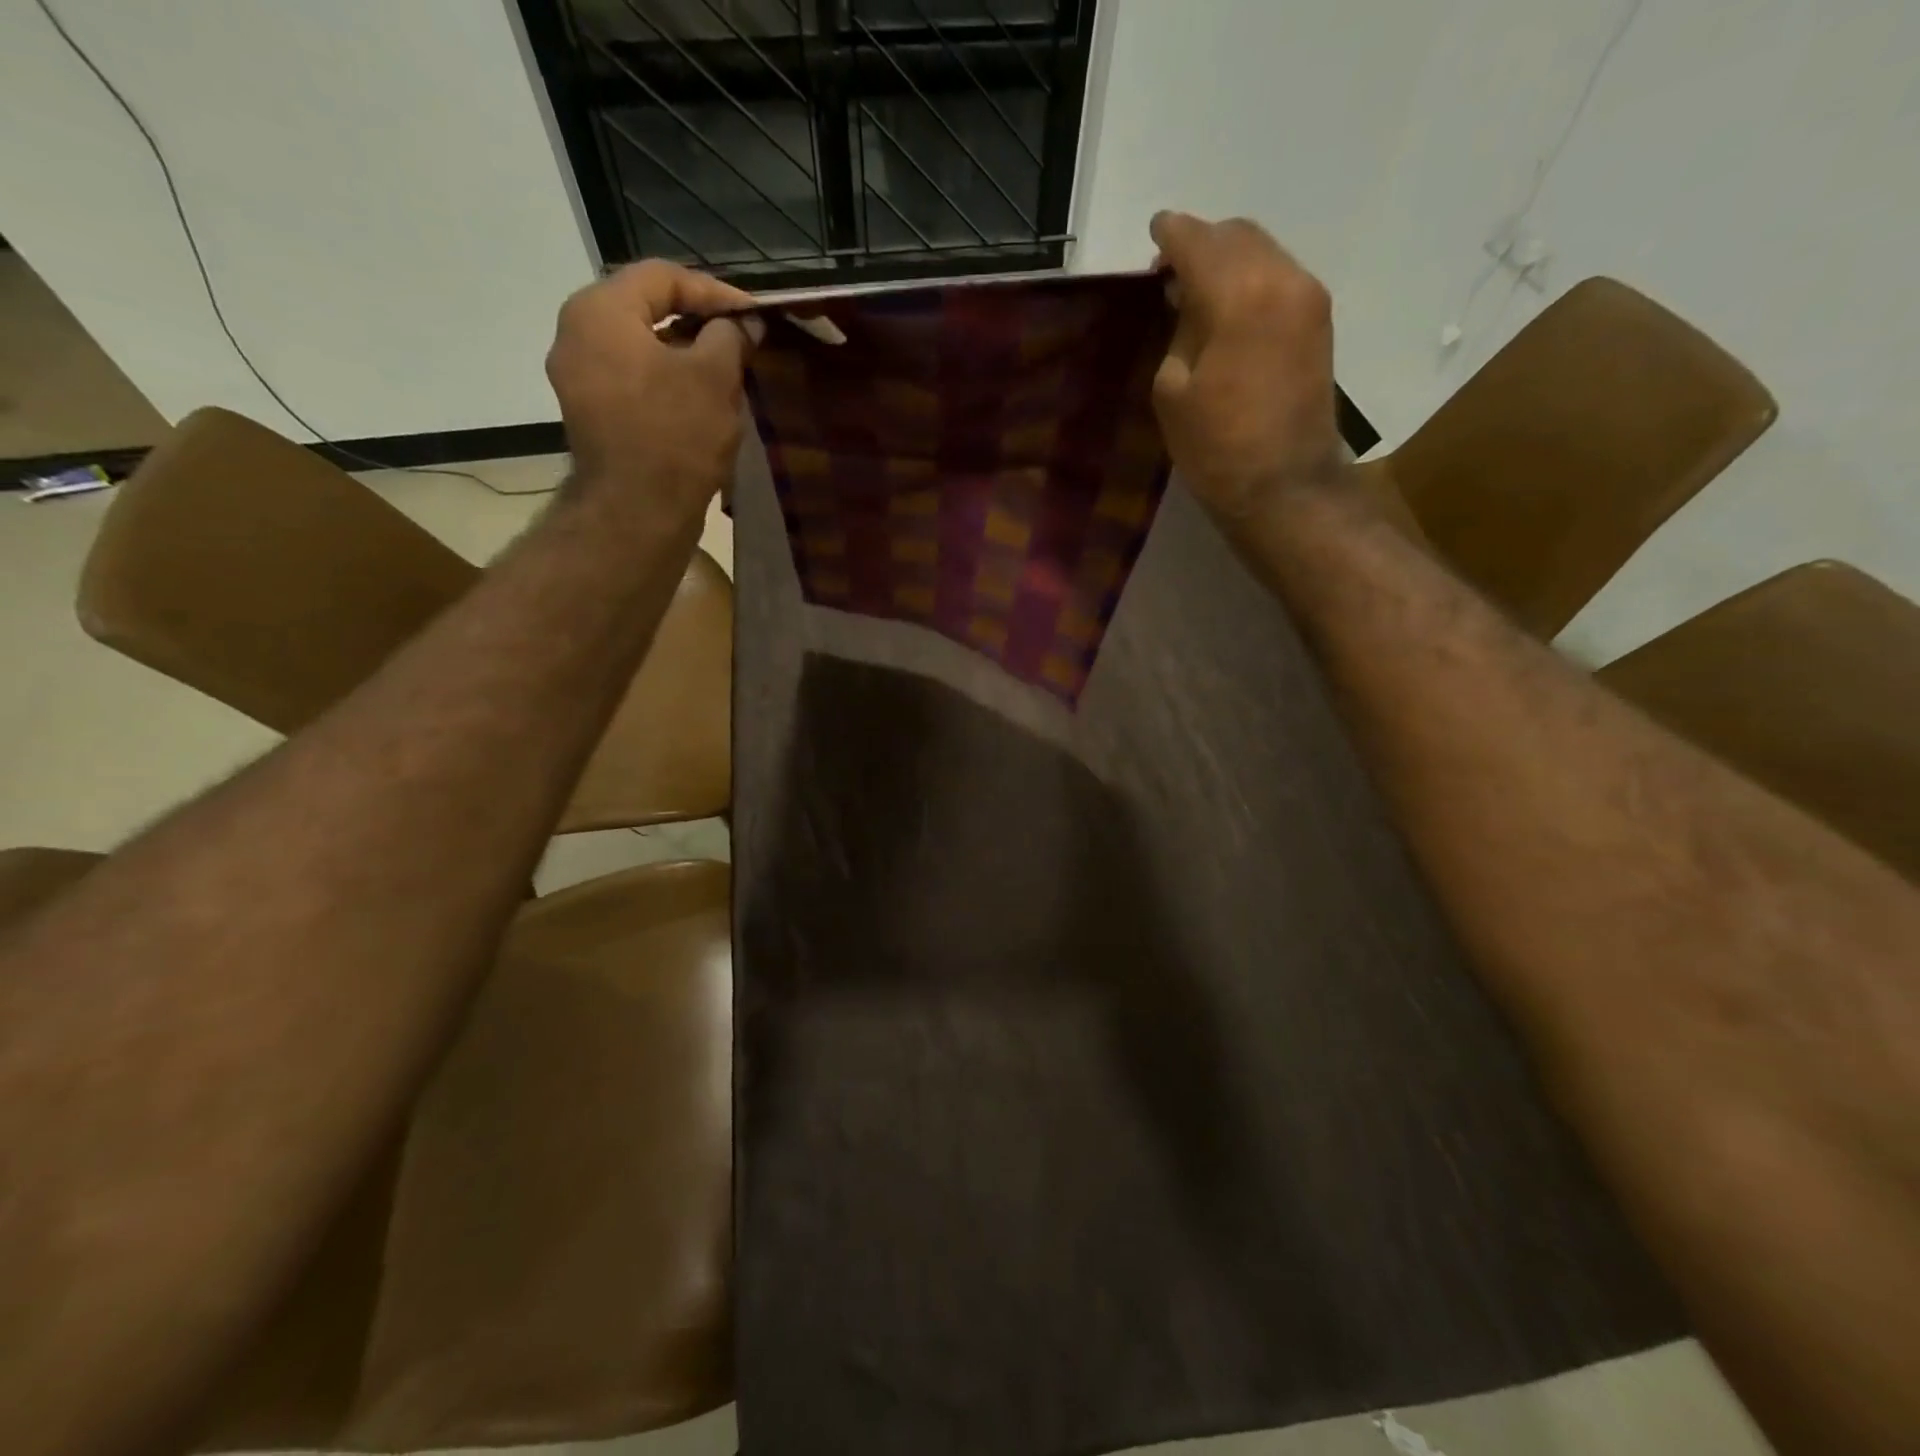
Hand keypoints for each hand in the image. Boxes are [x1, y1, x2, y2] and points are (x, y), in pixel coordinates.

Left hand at [546, 260, 764, 520]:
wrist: (637, 513)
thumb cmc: (675, 436)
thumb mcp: (714, 377)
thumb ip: (730, 337)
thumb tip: (743, 324)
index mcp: (600, 311)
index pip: (662, 277)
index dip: (715, 291)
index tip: (754, 315)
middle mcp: (576, 335)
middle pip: (647, 310)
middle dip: (700, 324)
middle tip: (742, 342)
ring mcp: (579, 379)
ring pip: (641, 349)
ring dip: (687, 356)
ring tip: (728, 374)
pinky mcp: (592, 416)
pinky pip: (633, 381)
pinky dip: (668, 383)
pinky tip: (701, 403)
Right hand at [1150, 213, 1344, 522]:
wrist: (1284, 487)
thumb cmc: (1216, 447)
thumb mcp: (1172, 390)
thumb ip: (1180, 330)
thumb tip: (1190, 302)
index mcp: (1238, 294)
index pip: (1197, 241)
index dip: (1170, 234)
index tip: (1153, 233)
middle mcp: (1281, 279)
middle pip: (1237, 235)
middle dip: (1201, 243)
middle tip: (1169, 271)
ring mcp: (1308, 298)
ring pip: (1263, 252)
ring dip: (1228, 261)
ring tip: (1198, 292)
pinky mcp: (1320, 323)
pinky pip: (1279, 278)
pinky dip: (1250, 280)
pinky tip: (1229, 309)